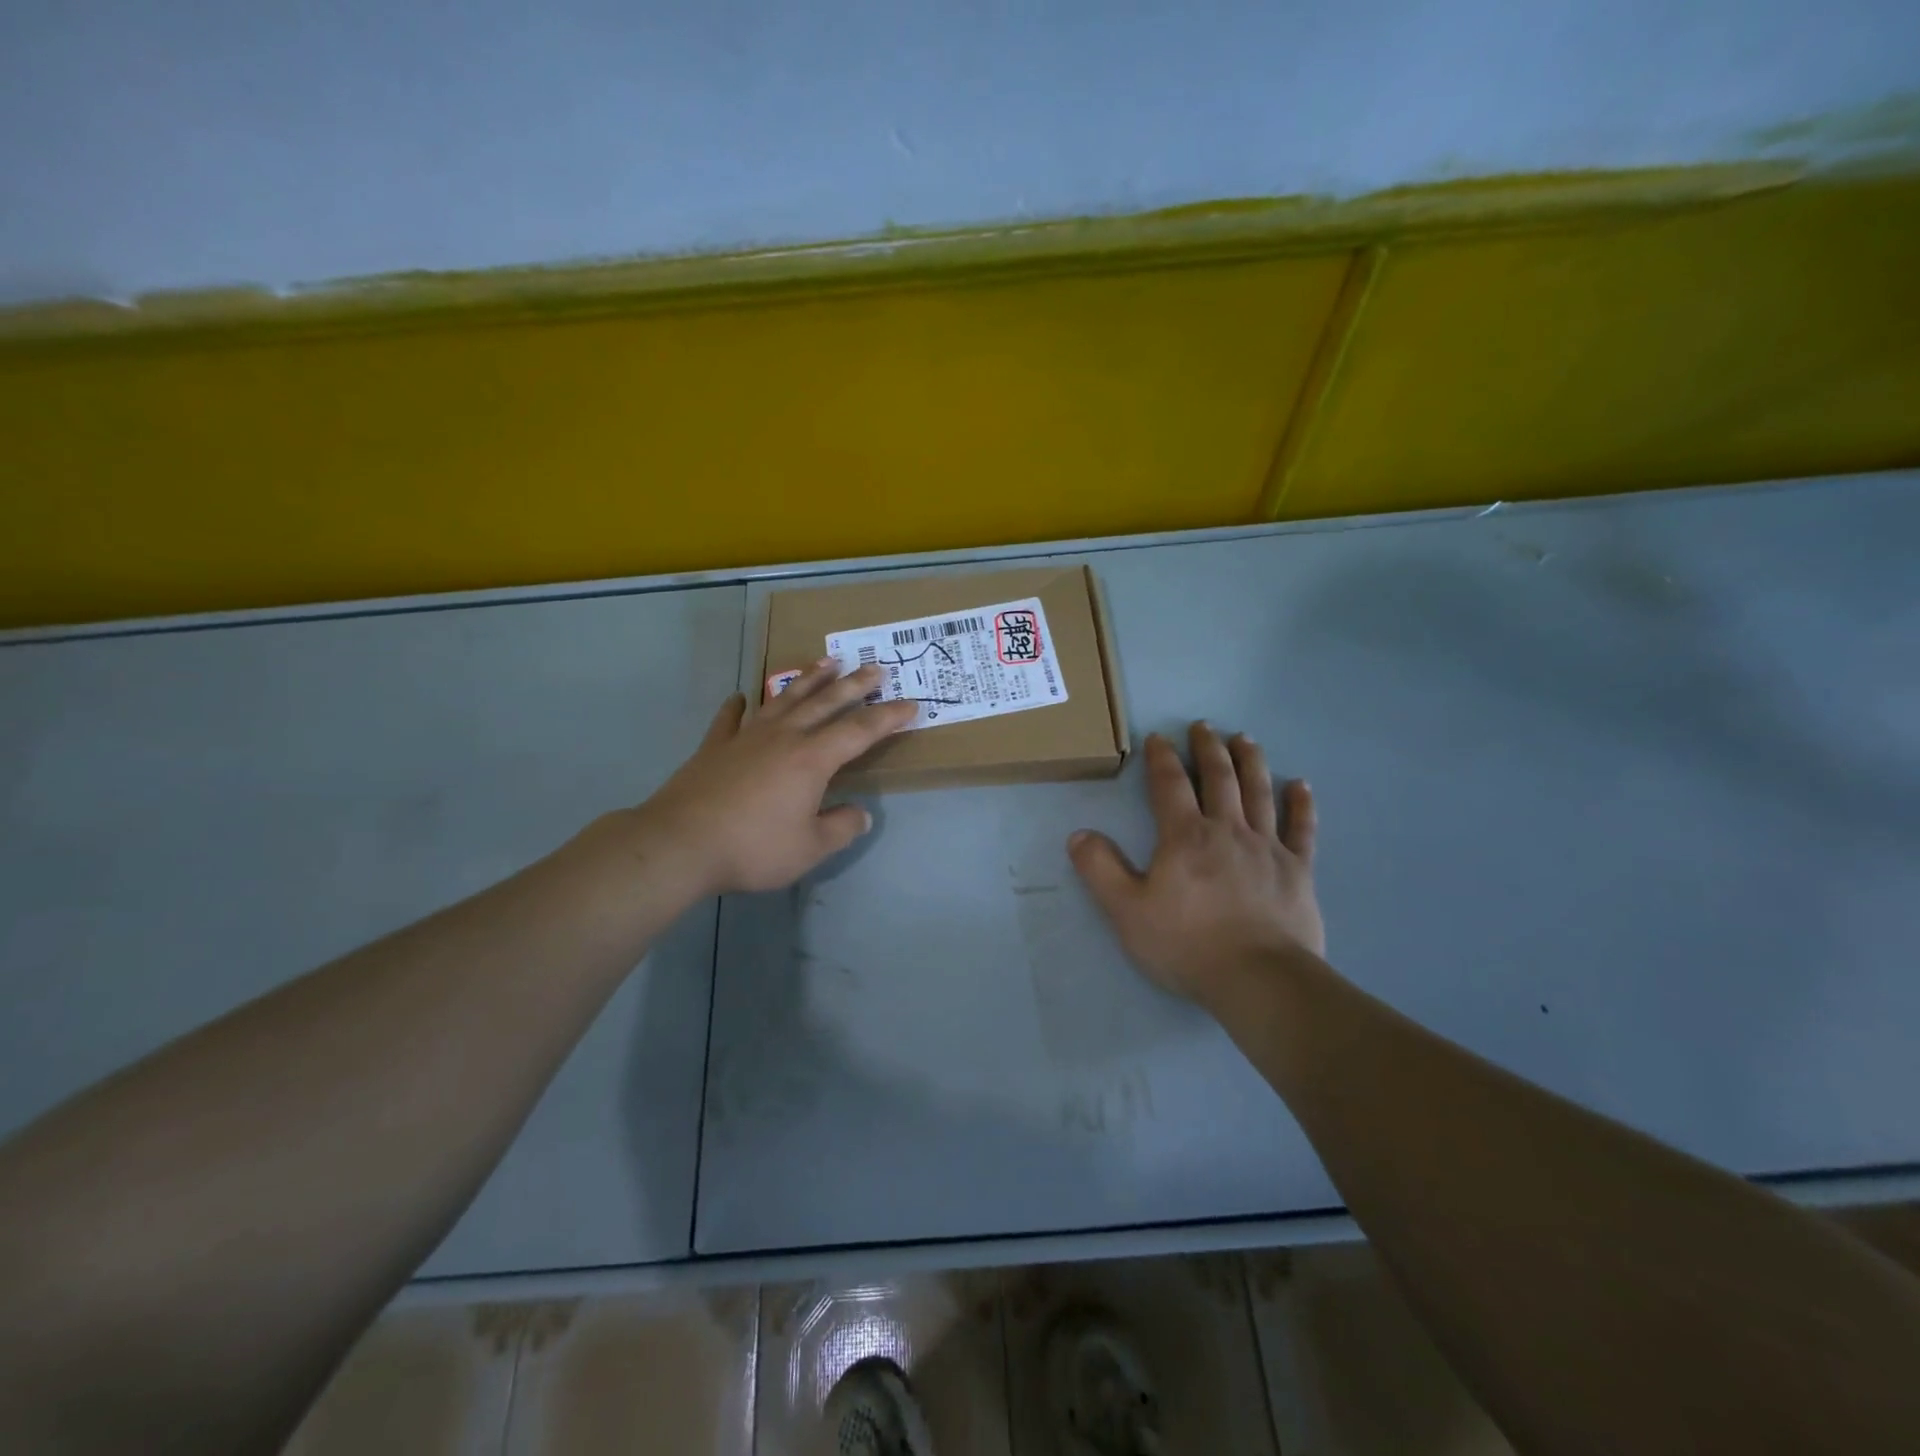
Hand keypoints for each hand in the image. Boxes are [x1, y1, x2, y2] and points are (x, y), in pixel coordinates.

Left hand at [635, 659, 915, 895]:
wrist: (680, 843)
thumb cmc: (753, 847)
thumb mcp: (810, 848)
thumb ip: (841, 828)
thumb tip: (861, 814)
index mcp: (812, 759)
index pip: (860, 731)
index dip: (889, 717)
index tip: (912, 704)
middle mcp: (783, 737)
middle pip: (825, 702)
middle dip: (854, 684)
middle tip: (875, 667)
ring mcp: (746, 737)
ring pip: (784, 700)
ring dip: (807, 680)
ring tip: (825, 662)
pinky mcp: (714, 747)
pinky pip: (731, 719)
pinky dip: (738, 706)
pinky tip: (741, 697)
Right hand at [1069, 722, 1322, 1002]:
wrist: (1258, 979)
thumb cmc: (1187, 944)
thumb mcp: (1127, 910)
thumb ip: (1100, 869)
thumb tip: (1079, 835)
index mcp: (1185, 836)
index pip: (1169, 785)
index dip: (1162, 758)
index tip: (1158, 737)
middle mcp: (1228, 830)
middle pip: (1219, 778)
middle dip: (1209, 749)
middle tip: (1204, 726)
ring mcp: (1267, 848)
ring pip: (1259, 793)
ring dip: (1251, 762)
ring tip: (1245, 739)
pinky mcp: (1298, 871)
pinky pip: (1302, 829)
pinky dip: (1302, 805)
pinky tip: (1302, 785)